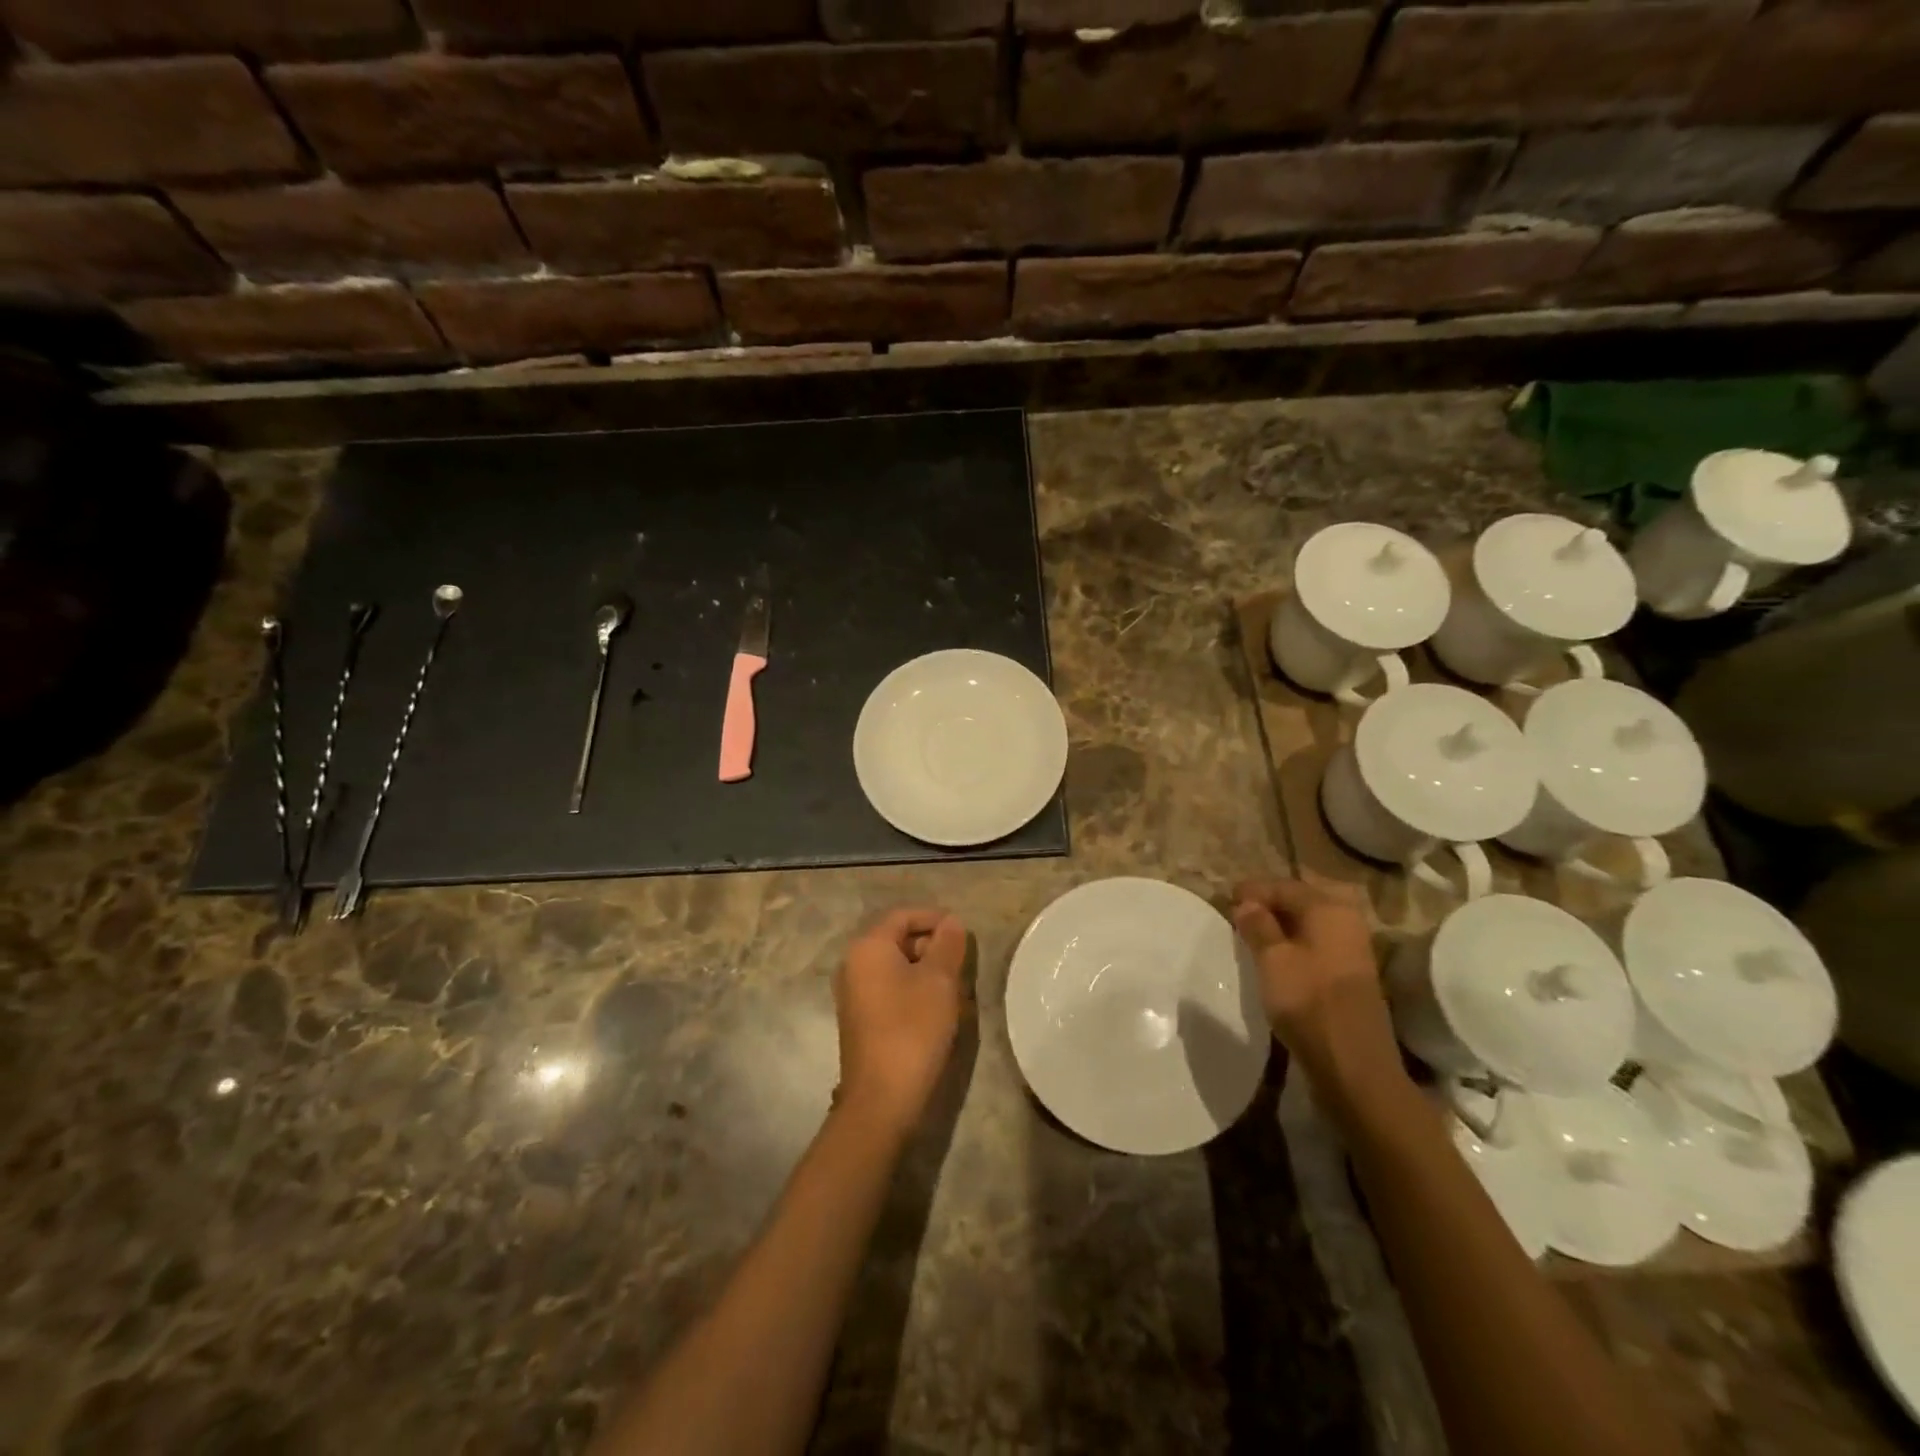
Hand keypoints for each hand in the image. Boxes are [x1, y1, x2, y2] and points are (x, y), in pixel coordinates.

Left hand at [834, 908, 967, 1137]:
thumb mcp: (939, 981)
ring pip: (895, 966)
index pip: (903, 915)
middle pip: (897, 938)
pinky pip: (889, 989)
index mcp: (868, 947)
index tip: (963, 932)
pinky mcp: (859, 1019)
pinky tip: (935, 1010)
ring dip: (925, 970)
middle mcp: (853, 964)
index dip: (935, 918)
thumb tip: (951, 921)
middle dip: (931, 945)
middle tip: (962, 964)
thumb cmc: (912, 1030)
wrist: (881, 1100)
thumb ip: (947, 944)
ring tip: (955, 988)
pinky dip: (912, 989)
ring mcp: (853, 993)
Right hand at [1232, 879, 1411, 1123]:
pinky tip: (1275, 956)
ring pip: (1310, 922)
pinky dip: (1295, 942)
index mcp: (1328, 908)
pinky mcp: (1351, 972)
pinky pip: (1317, 942)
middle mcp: (1346, 920)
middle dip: (1269, 904)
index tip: (1226, 899)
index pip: (1284, 886)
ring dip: (1281, 924)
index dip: (1253, 890)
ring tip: (1252, 935)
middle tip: (1239, 914)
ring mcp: (1353, 947)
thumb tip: (1246, 902)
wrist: (1353, 1063)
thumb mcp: (1272, 959)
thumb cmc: (1307, 1002)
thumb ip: (1257, 925)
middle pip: (1301, 900)